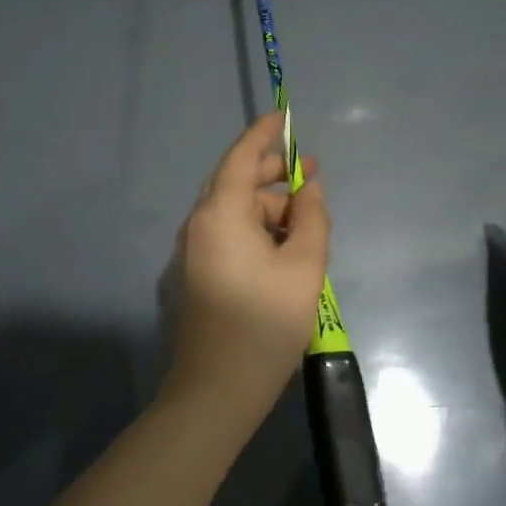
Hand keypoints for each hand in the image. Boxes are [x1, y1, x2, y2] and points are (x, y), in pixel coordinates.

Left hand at [168, 111, 330, 407]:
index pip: (240, 157)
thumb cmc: (265, 322)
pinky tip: (283, 249)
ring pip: (233, 213)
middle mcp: (199, 225)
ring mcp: (192, 252)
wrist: (217, 389)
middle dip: (273, 175)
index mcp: (220, 213)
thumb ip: (313, 218)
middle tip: (311, 174)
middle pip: (235, 184)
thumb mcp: (305, 266)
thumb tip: (310, 188)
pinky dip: (254, 231)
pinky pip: (226, 237)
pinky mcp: (194, 276)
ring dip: (267, 208)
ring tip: (308, 221)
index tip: (283, 117)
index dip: (263, 134)